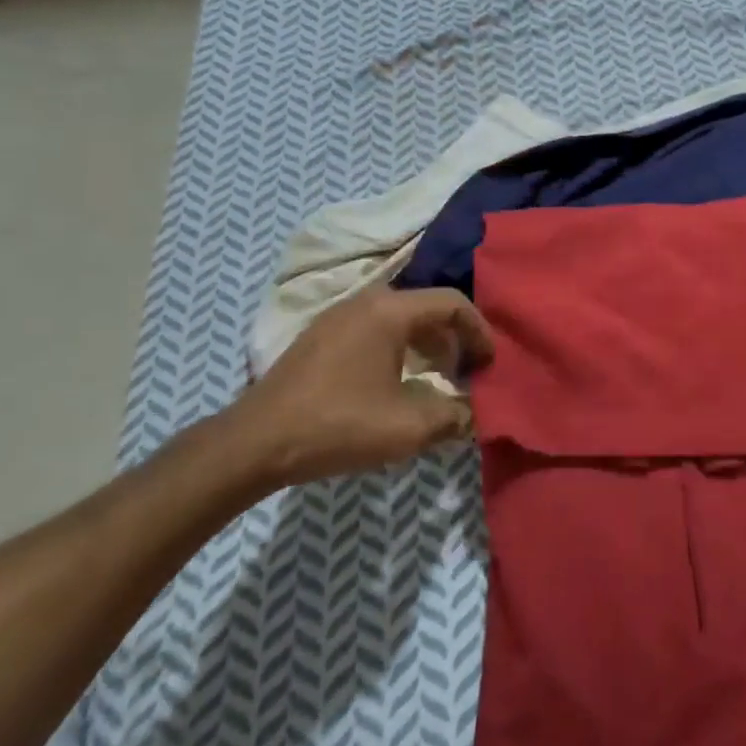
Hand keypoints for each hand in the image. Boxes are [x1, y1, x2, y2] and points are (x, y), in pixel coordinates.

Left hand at [226, 286, 492, 485]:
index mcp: (390, 310)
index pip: (452, 303)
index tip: (490, 363)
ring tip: (437, 380)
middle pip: (427, 307)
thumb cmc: (338, 425)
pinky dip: (399, 348)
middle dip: (454, 339)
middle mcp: (366, 301)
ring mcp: (339, 316)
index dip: (479, 331)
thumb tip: (474, 414)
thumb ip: (453, 416)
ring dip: (427, 344)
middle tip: (466, 373)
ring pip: (400, 318)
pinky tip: (397, 383)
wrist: (255, 443)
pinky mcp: (321, 335)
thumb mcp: (408, 427)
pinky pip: (376, 329)